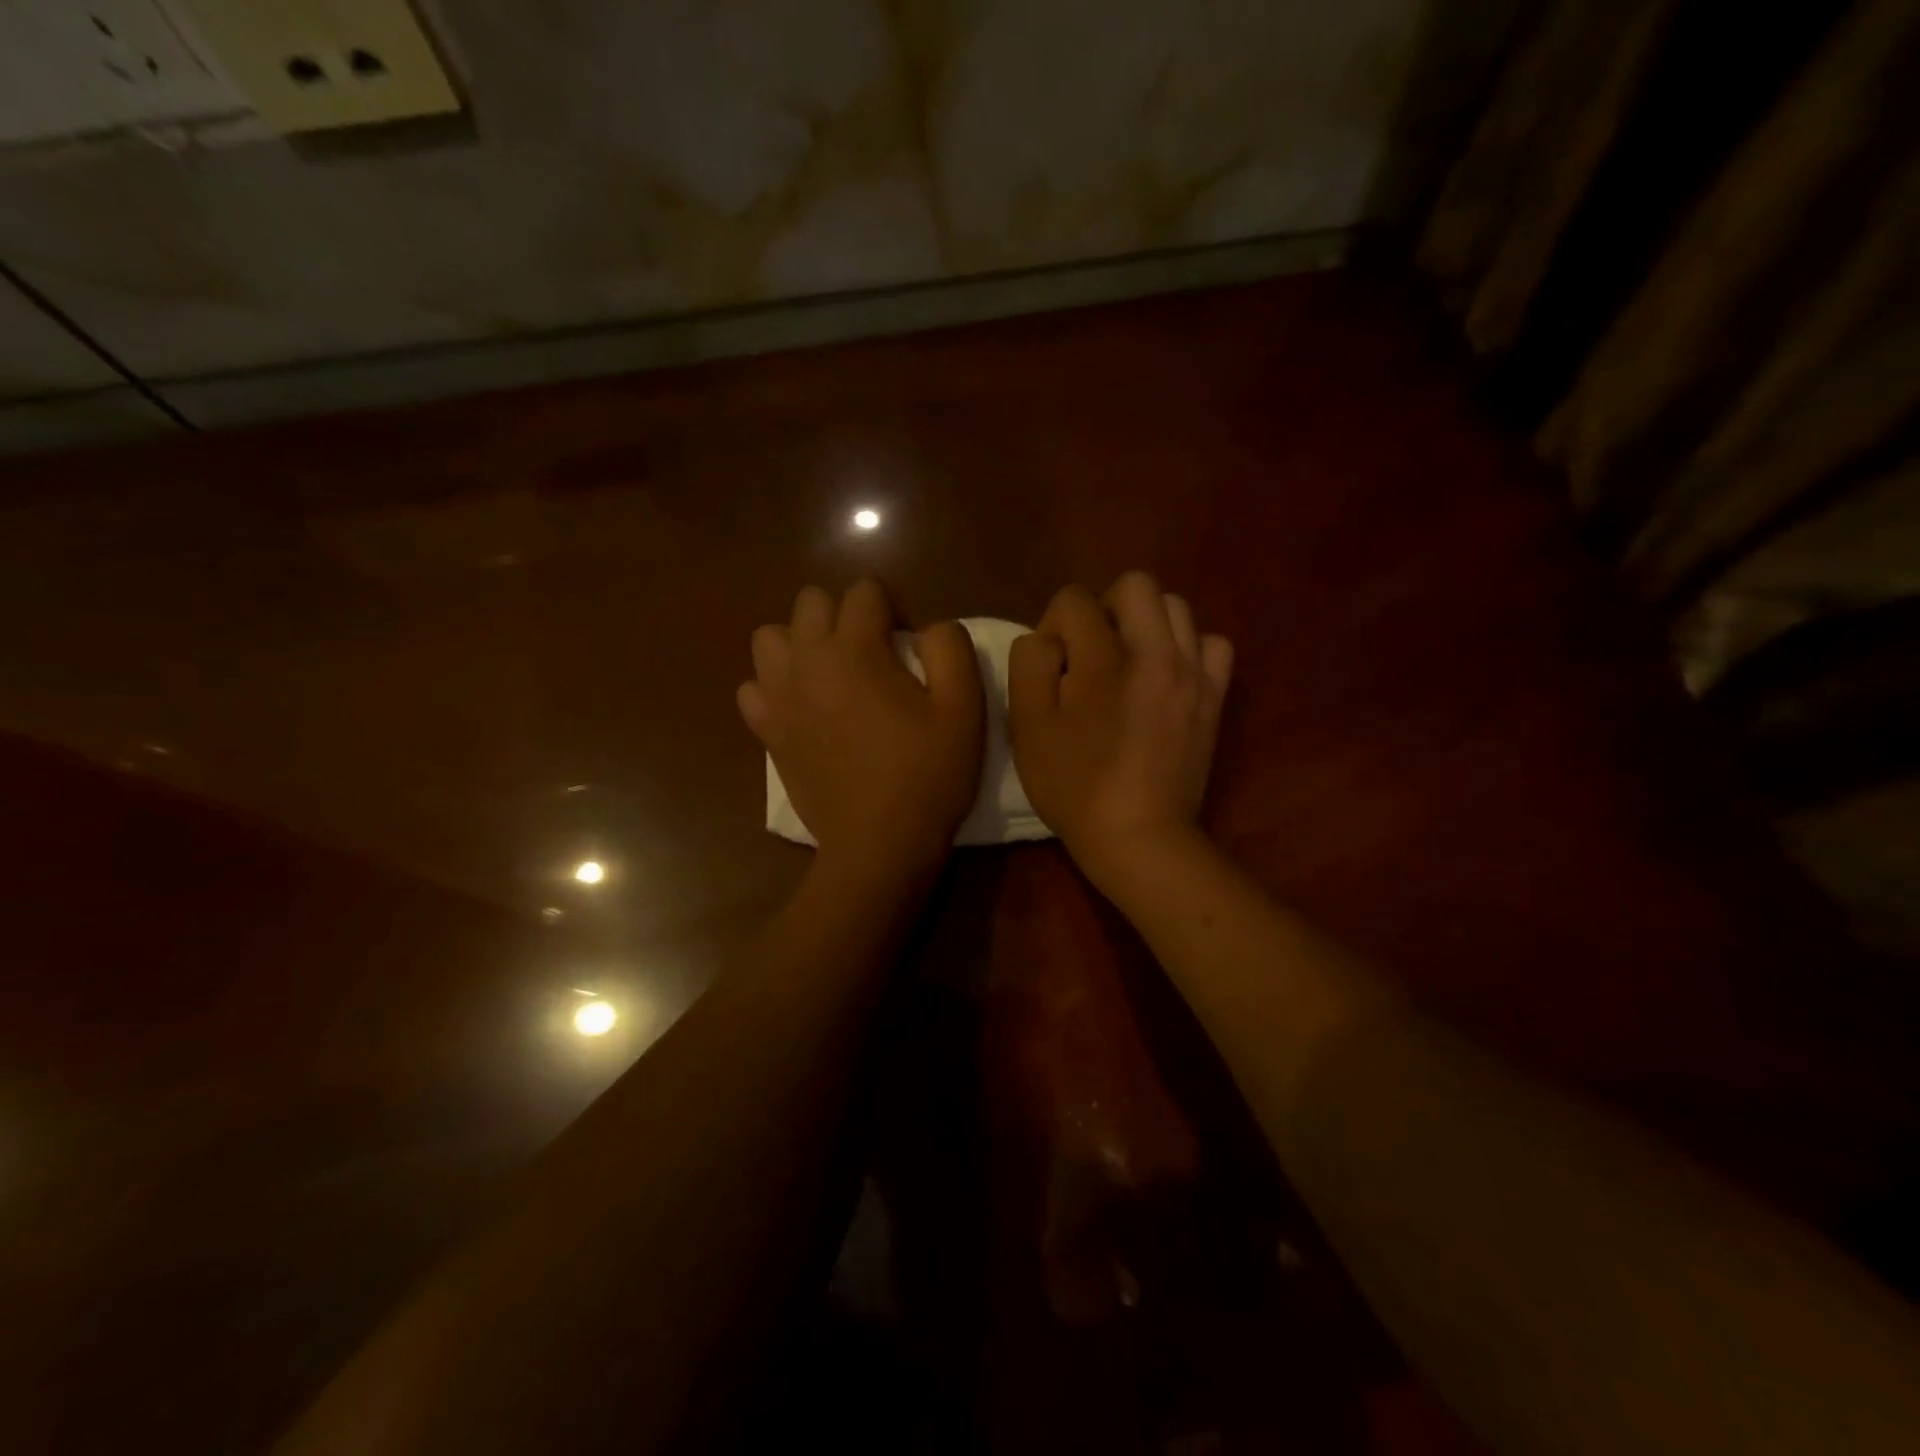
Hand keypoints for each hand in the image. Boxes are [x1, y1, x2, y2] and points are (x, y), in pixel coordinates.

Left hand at [739, 579, 984, 874]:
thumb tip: (928, 626)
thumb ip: (950, 648)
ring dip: (801, 643)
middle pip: (811, 601)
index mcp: (854, 650)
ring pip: (770, 636)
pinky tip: (802, 707)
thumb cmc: (927, 776)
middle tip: (872, 655)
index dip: (893, 608)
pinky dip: (774, 686)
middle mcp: (806, 661)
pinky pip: (753, 687)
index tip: (908, 647)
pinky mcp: (767, 731)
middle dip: (844, 615)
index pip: (864, 590)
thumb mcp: (964, 708)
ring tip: (831, 673)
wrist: (878, 846)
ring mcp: (779, 697)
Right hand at [1008, 571, 1231, 884]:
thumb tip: (1048, 639)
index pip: (1074, 600)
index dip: (1053, 625)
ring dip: (1146, 623)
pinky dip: (1189, 648)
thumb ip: (1030, 664)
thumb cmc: (1074, 785)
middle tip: (1091, 652)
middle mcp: (1156, 652)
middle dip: (1104, 608)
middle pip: (1136, 585)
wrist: (1139, 835)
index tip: (1053, 667)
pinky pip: (1213, 644)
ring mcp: (1194, 673)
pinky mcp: (1215, 697)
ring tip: (1129, 661)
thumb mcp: (1027, 727)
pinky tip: (1168, 675)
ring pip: (1177, 607)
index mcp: (1103, 659)